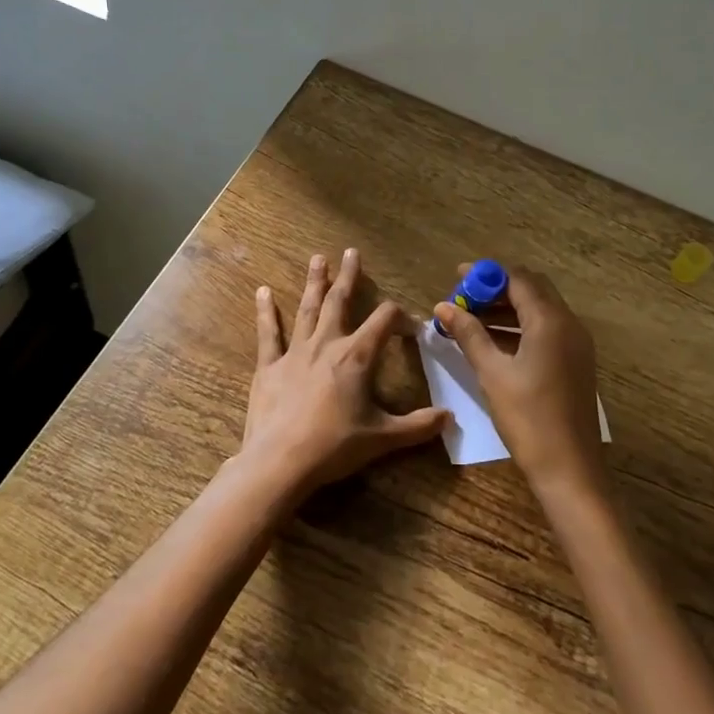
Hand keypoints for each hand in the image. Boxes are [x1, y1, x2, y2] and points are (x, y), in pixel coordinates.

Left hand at [241, 249, 448, 500]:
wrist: (281, 461)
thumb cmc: (335, 446)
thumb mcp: (383, 438)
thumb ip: (418, 426)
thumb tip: (450, 419)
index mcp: (356, 356)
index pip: (384, 321)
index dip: (401, 318)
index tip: (410, 327)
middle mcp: (326, 344)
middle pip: (339, 301)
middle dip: (348, 276)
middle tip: (351, 252)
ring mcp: (295, 352)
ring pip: (307, 309)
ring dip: (314, 283)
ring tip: (317, 259)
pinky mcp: (269, 366)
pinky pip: (268, 334)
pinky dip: (266, 312)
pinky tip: (262, 292)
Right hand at [433, 265, 606, 504]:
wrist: (570, 468)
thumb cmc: (528, 418)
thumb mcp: (492, 373)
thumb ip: (469, 334)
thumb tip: (443, 307)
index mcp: (550, 321)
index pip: (517, 279)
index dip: (486, 275)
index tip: (457, 279)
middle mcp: (569, 324)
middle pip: (532, 289)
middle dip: (496, 289)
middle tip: (464, 299)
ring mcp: (576, 344)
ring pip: (540, 310)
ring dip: (507, 308)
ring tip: (471, 319)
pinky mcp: (575, 362)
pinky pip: (547, 329)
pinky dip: (521, 326)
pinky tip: (494, 342)